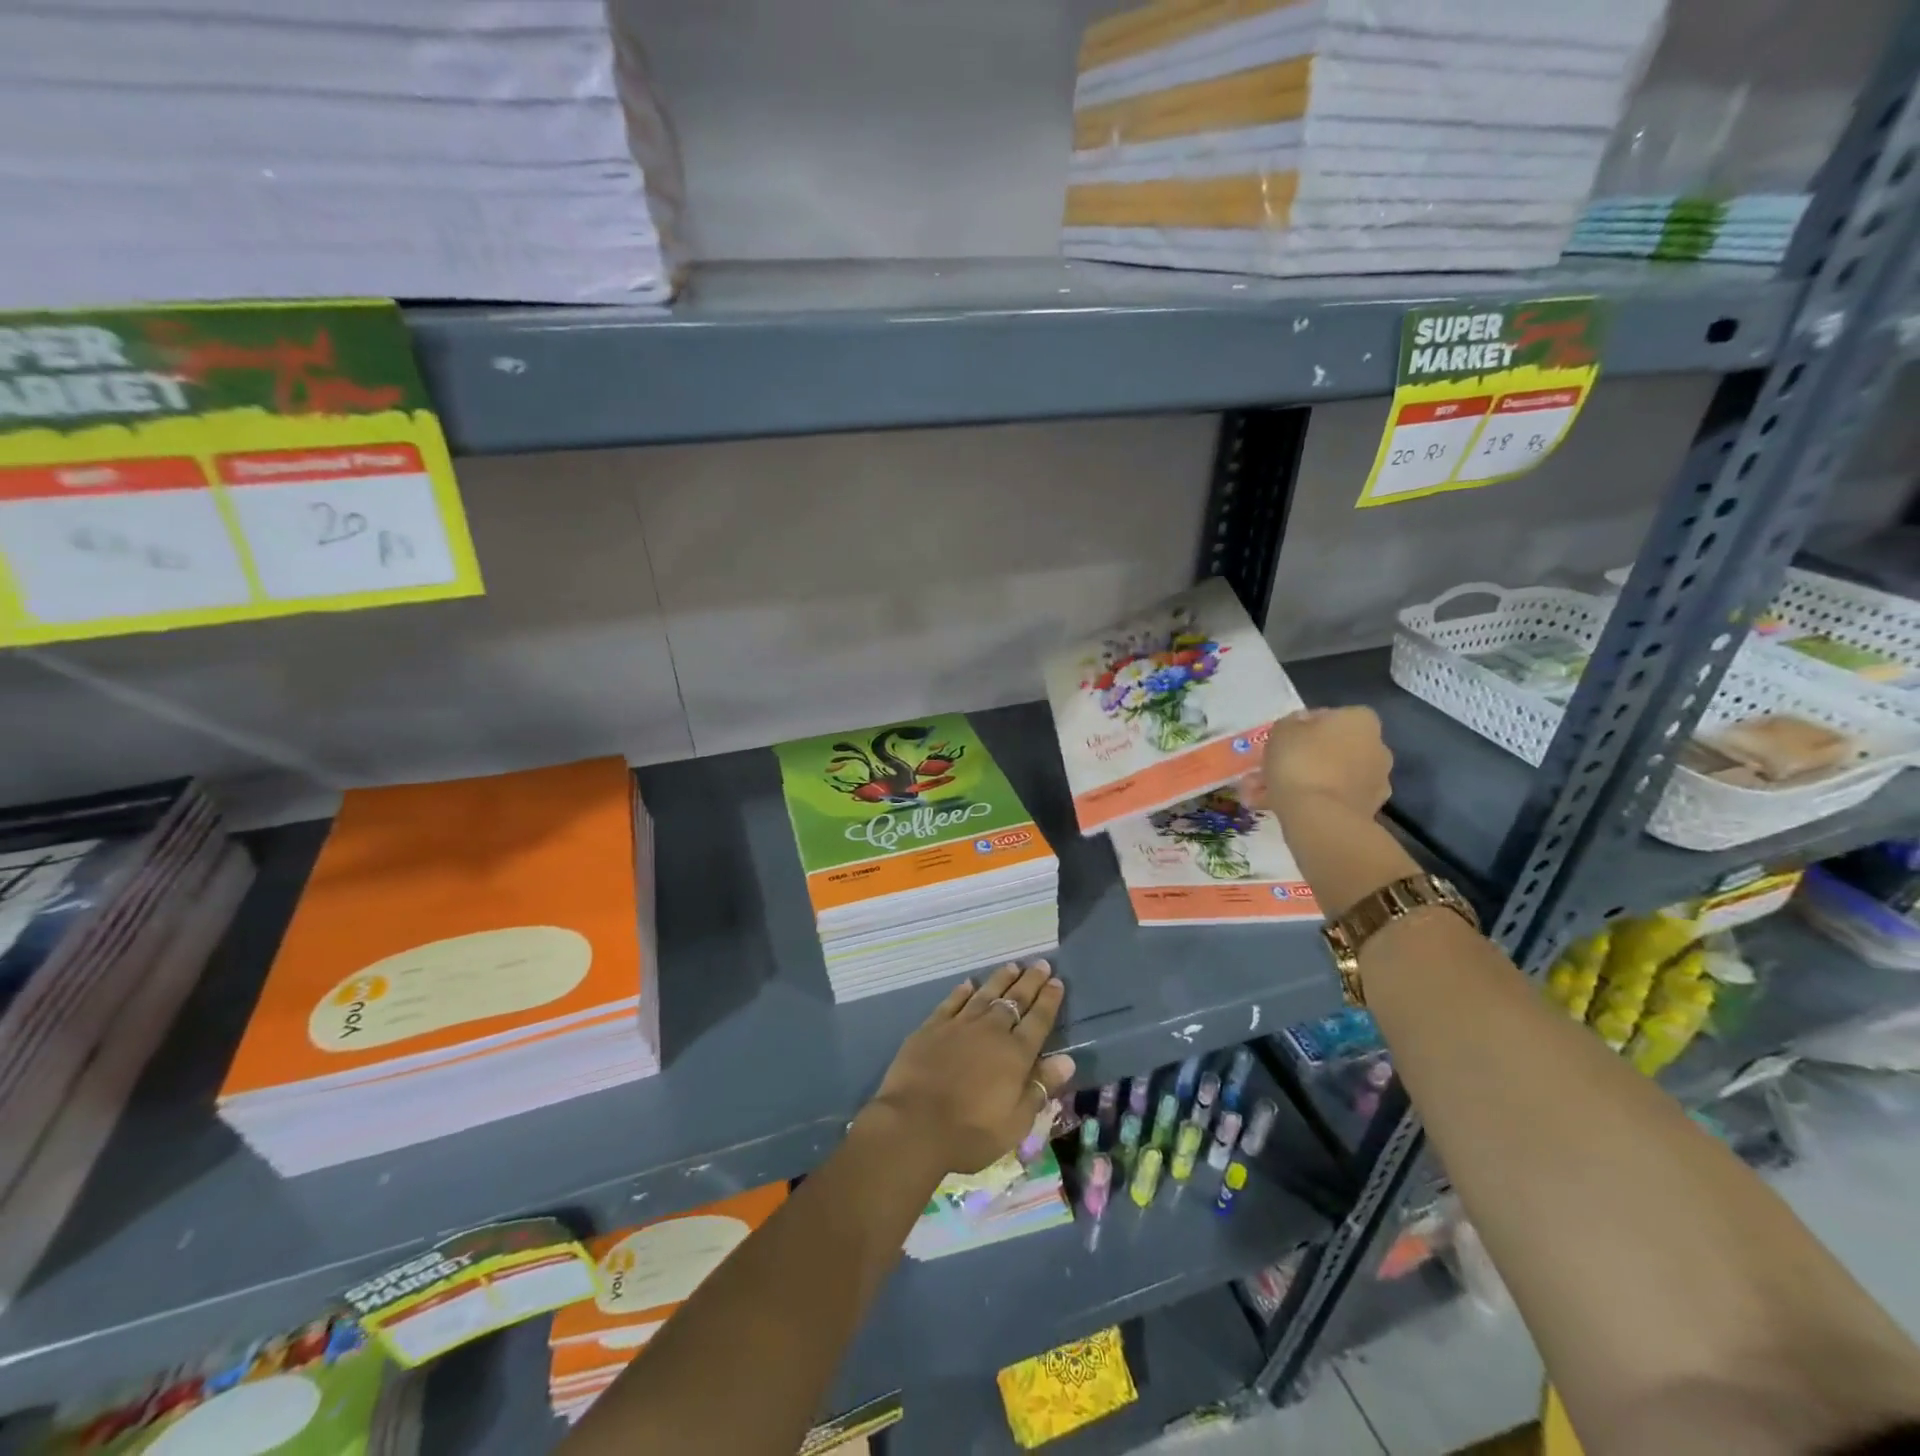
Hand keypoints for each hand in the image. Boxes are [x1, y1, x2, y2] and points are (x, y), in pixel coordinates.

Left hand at [865, 961, 1075, 1178]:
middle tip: (1040, 964)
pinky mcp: (932, 1027)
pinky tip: (969, 984)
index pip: (1038, 1020)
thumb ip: (1040, 1087)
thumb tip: (1067, 1061)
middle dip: (1030, 982)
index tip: (1057, 981)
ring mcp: (960, 1025)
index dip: (1049, 1000)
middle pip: (1014, 1001)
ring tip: (1012, 966)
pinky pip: (952, 1002)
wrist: (914, 1124)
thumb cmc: (970, 1132)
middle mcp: (991, 1031)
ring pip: (985, 995)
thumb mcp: (1015, 1122)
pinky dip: (962, 991)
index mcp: (1015, 1055)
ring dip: (1000, 980)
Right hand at [1264, 706, 1393, 817]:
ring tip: (1266, 794)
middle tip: (1272, 769)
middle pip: (1331, 748)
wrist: (1321, 817)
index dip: (1299, 728)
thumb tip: (1299, 728)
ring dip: (1304, 781)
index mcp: (1360, 720)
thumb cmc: (1300, 762)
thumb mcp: (1281, 730)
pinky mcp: (1368, 810)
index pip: (1327, 717)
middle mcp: (1377, 747)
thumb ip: (1291, 723)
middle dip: (1303, 758)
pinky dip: (1311, 801)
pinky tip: (1281, 807)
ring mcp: (1375, 781)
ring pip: (1330, 776)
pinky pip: (1333, 798)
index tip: (1280, 742)